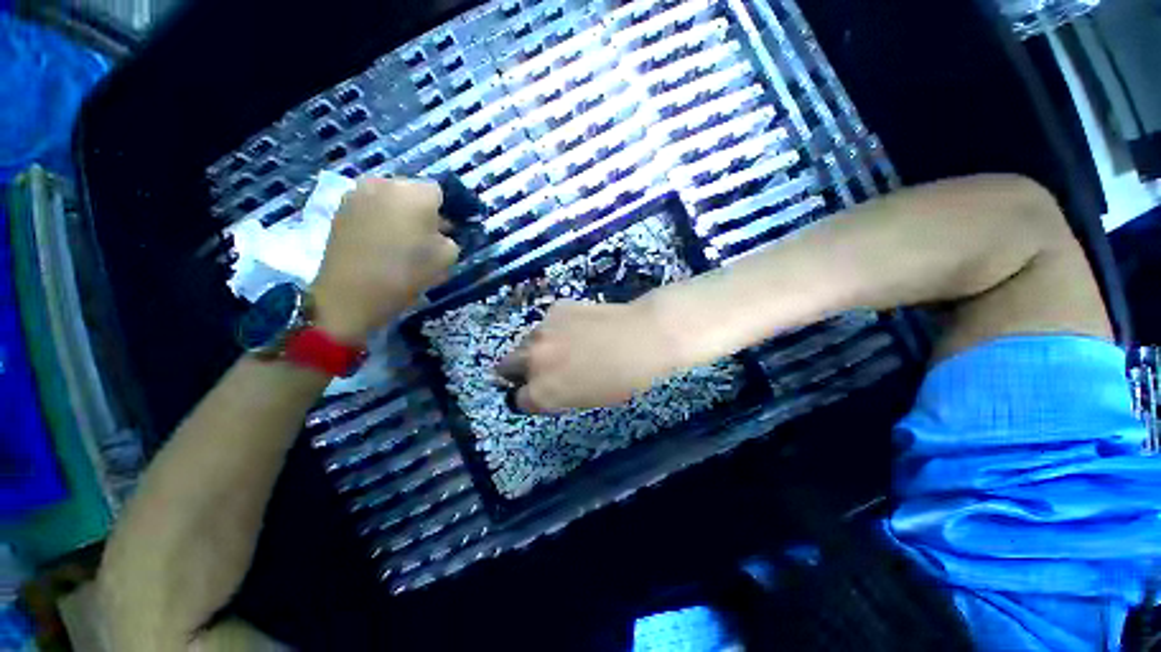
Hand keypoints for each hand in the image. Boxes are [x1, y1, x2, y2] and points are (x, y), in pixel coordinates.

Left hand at [311, 177, 458, 343]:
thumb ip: (450, 239)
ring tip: (400, 240)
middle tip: (425, 236)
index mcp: (416, 193)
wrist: (352, 293)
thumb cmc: (407, 273)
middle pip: (412, 190)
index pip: (439, 192)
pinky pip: (370, 207)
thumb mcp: (446, 258)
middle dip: (421, 209)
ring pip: (389, 197)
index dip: (445, 212)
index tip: (446, 232)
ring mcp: (358, 193)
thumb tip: (440, 233)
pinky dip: (379, 219)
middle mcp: (385, 183)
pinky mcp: (340, 208)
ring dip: (399, 213)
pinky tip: (379, 242)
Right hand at [495, 300, 682, 412]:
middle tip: (542, 369)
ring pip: (527, 341)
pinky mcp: (556, 308)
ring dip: (538, 347)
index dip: (532, 397)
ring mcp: (542, 330)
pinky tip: (580, 327)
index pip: (519, 399)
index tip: (542, 393)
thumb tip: (546, 387)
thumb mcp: (585, 401)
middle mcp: (532, 361)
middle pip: (507, 367)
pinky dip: (556, 328)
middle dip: (520, 370)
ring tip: (566, 345)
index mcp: (541, 393)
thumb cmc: (624, 382)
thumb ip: (556, 395)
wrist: (645, 339)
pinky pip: (547, 323)